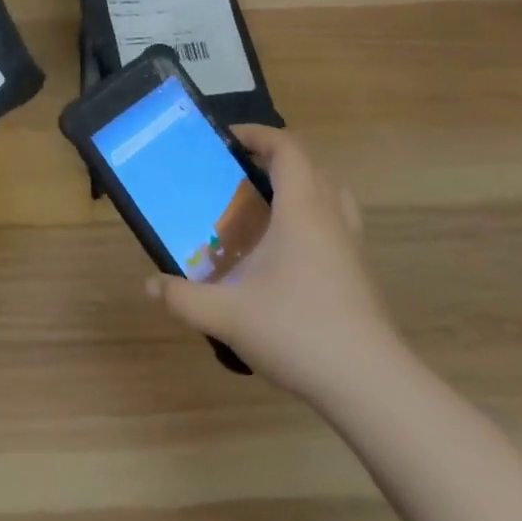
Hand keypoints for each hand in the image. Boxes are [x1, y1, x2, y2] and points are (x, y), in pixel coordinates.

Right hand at [145, 124, 399, 398]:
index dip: (259, 134)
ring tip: (268, 204)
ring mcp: (352, 246)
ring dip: (302, 185)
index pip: (287, 149)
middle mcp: (331, 217)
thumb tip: (150, 284)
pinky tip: (290, 252)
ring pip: (332, 194)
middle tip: (241, 171)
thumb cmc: (298, 332)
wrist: (371, 386)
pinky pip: (338, 223)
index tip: (228, 139)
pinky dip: (314, 218)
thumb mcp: (227, 315)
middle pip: (311, 165)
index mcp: (302, 210)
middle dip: (276, 158)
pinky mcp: (361, 273)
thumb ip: (184, 298)